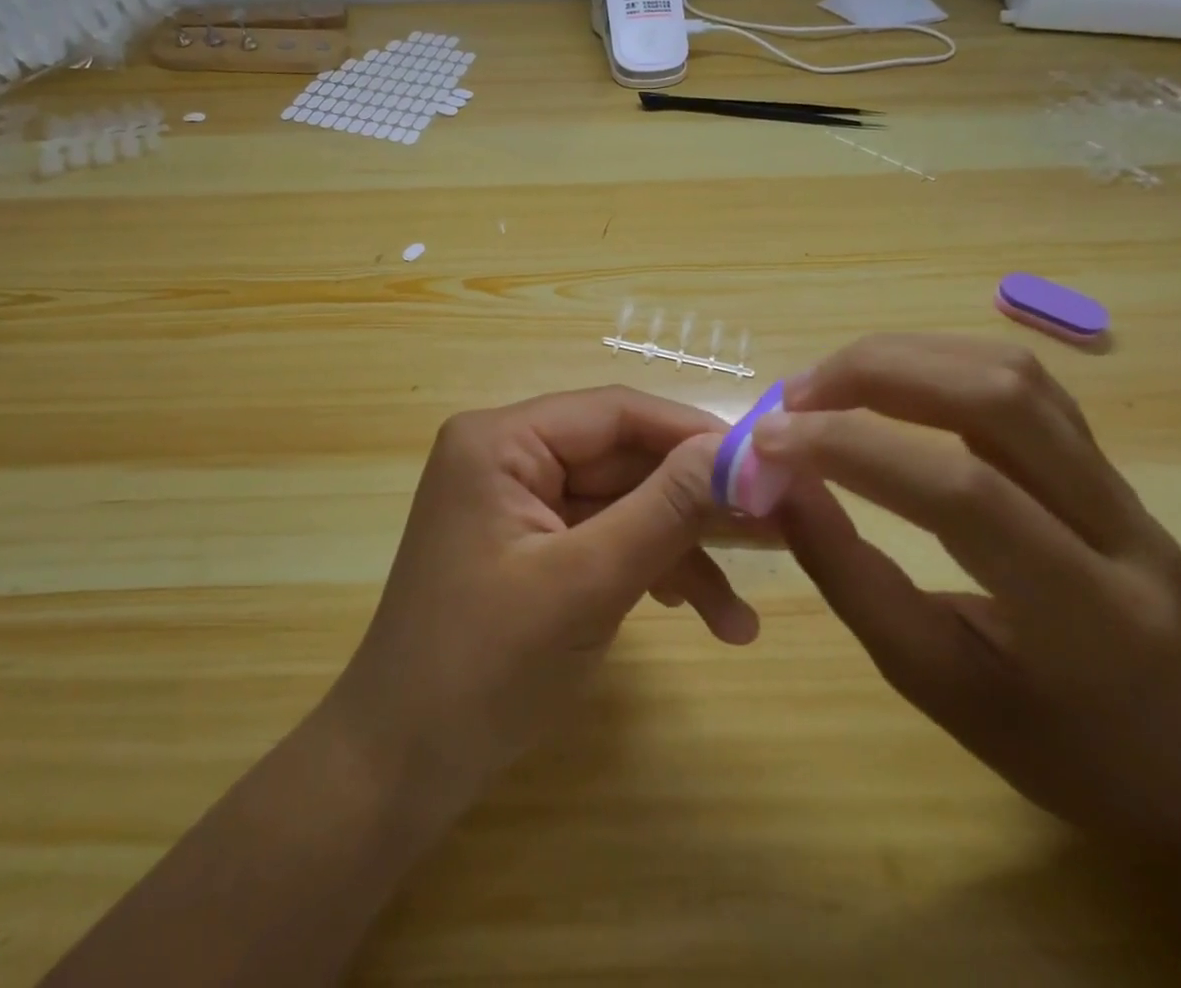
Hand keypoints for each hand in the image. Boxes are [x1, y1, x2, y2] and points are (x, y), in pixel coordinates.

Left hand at [323, 386, 765, 818]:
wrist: (402, 768)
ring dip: (680, 554)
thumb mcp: (587, 582)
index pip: (615, 412)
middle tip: (778, 535)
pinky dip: (648, 572)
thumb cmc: (485, 667)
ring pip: (621, 504)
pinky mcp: (530, 544)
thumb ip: (666, 509)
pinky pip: (602, 538)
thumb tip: (740, 450)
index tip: (767, 464)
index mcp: (501, 440)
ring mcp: (518, 501)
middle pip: (623, 460)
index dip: (693, 434)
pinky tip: (702, 616)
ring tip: (740, 618)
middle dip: (695, 506)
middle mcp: (508, 455)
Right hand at [757, 335, 1180, 857]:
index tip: (767, 440)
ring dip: (901, 358)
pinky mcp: (1103, 457)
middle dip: (875, 376)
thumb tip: (776, 484)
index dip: (853, 450)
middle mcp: (1123, 529)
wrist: (1164, 751)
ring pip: (1010, 372)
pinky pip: (1016, 379)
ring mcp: (1123, 484)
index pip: (964, 494)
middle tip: (792, 398)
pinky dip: (933, 361)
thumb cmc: (1036, 736)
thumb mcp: (925, 678)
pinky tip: (881, 381)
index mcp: (1089, 616)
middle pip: (999, 399)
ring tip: (824, 384)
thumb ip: (847, 574)